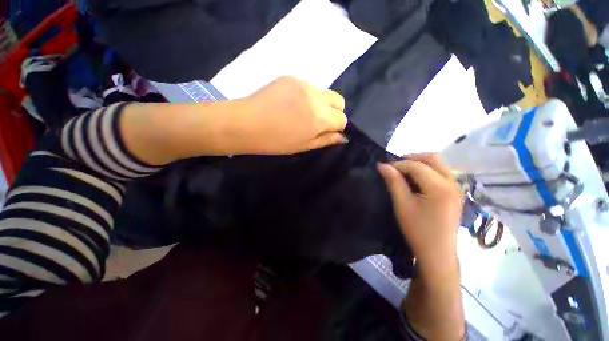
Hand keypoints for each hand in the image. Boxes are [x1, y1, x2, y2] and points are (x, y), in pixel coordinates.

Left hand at [237, 76, 347, 153]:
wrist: (244, 123)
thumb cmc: (274, 141)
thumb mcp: (303, 146)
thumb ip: (325, 140)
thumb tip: (342, 136)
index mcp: (319, 117)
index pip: (342, 118)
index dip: (337, 127)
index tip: (327, 132)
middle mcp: (315, 96)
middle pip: (339, 100)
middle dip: (335, 112)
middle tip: (318, 123)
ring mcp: (302, 83)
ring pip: (324, 93)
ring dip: (320, 104)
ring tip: (301, 113)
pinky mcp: (290, 77)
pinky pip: (308, 87)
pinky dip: (307, 96)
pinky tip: (291, 104)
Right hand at [377, 153, 461, 277]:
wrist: (438, 254)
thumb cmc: (418, 231)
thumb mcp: (402, 205)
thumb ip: (393, 182)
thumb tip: (382, 165)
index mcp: (440, 187)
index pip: (416, 165)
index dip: (398, 164)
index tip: (383, 167)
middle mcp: (453, 183)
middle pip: (432, 158)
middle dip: (411, 158)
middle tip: (395, 166)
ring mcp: (457, 187)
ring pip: (438, 163)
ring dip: (419, 163)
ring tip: (403, 172)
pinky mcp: (455, 192)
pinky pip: (441, 172)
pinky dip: (426, 170)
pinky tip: (415, 180)